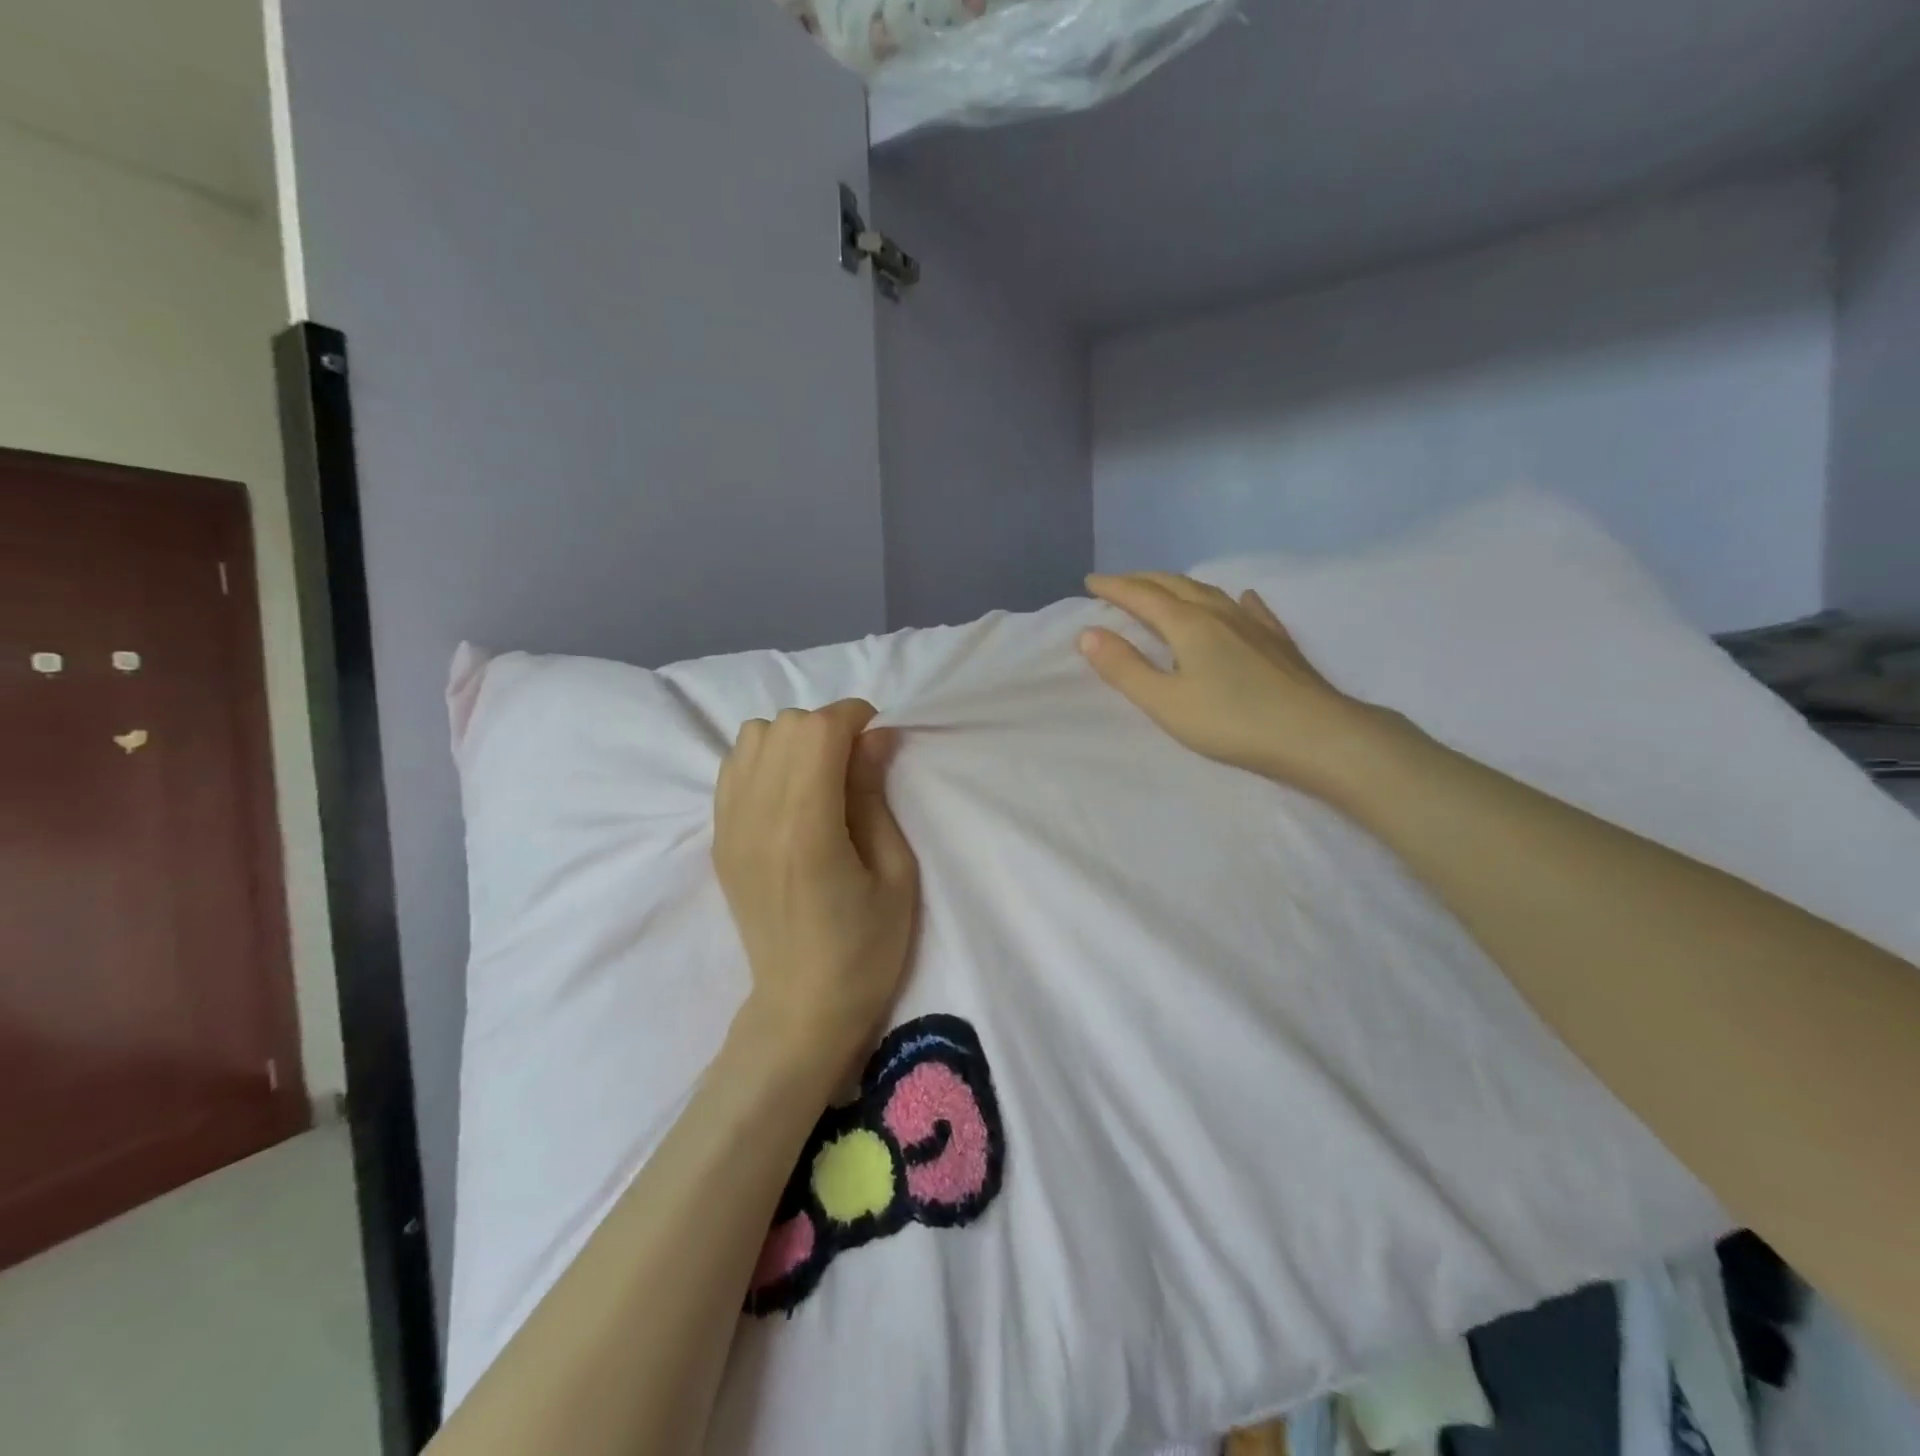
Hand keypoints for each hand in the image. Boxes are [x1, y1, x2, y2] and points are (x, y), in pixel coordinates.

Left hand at [713, 700, 919, 1058]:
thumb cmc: (866, 947)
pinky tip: (790, 791)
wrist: (802, 1004)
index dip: (853, 717)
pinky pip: (733, 767)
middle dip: (827, 727)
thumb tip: (874, 736)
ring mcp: (730, 827)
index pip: (817, 730)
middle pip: (784, 726)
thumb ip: (875, 795)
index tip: (878, 737)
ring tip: (821, 774)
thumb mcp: (895, 871)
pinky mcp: (719, 839)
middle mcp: (758, 818)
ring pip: (752, 737)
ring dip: (792, 739)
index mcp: (807, 829)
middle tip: (856, 761)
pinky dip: (764, 759)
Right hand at [1078, 572, 1404, 798]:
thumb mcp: (1166, 702)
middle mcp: (1219, 613)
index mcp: (1188, 625)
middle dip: (1142, 581)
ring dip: (1179, 586)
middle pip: (1174, 586)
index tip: (1090, 583)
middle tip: (1118, 583)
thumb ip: (1124, 668)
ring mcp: (1253, 624)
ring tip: (1163, 589)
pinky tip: (1240, 599)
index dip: (1114, 588)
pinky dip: (1232, 600)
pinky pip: (1249, 608)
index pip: (1142, 596)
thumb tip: (1088, 633)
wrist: (1315, 734)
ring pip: (1209, 592)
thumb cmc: (1232, 721)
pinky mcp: (1278, 641)